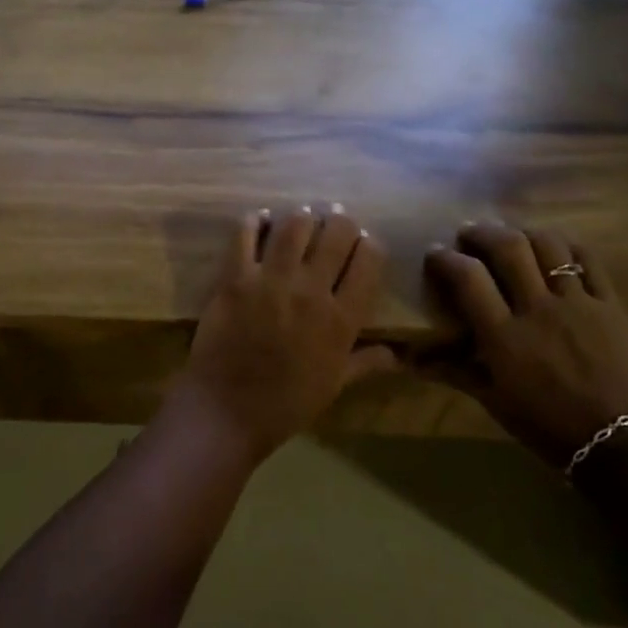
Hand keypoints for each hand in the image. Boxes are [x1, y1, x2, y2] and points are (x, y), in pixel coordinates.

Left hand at [176, 206, 395, 463]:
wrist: (227, 410)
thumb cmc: (286, 403)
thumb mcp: (334, 385)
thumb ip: (366, 361)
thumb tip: (400, 355)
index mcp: (341, 319)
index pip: (369, 260)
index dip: (369, 245)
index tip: (363, 245)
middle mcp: (311, 291)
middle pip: (337, 233)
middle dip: (341, 222)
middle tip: (334, 221)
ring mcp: (271, 280)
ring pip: (295, 225)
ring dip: (303, 217)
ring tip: (303, 219)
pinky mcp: (235, 276)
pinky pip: (246, 233)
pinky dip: (256, 220)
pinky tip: (261, 220)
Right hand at [422, 222, 627, 470]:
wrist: (621, 446)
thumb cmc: (548, 427)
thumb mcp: (493, 401)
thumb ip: (454, 371)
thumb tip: (411, 359)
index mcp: (505, 337)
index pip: (468, 278)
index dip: (446, 258)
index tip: (436, 252)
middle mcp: (539, 310)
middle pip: (508, 248)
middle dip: (482, 232)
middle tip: (469, 232)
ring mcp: (578, 304)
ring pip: (549, 245)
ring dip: (523, 232)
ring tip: (512, 235)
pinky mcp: (611, 306)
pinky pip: (589, 261)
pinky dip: (567, 246)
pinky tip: (555, 248)